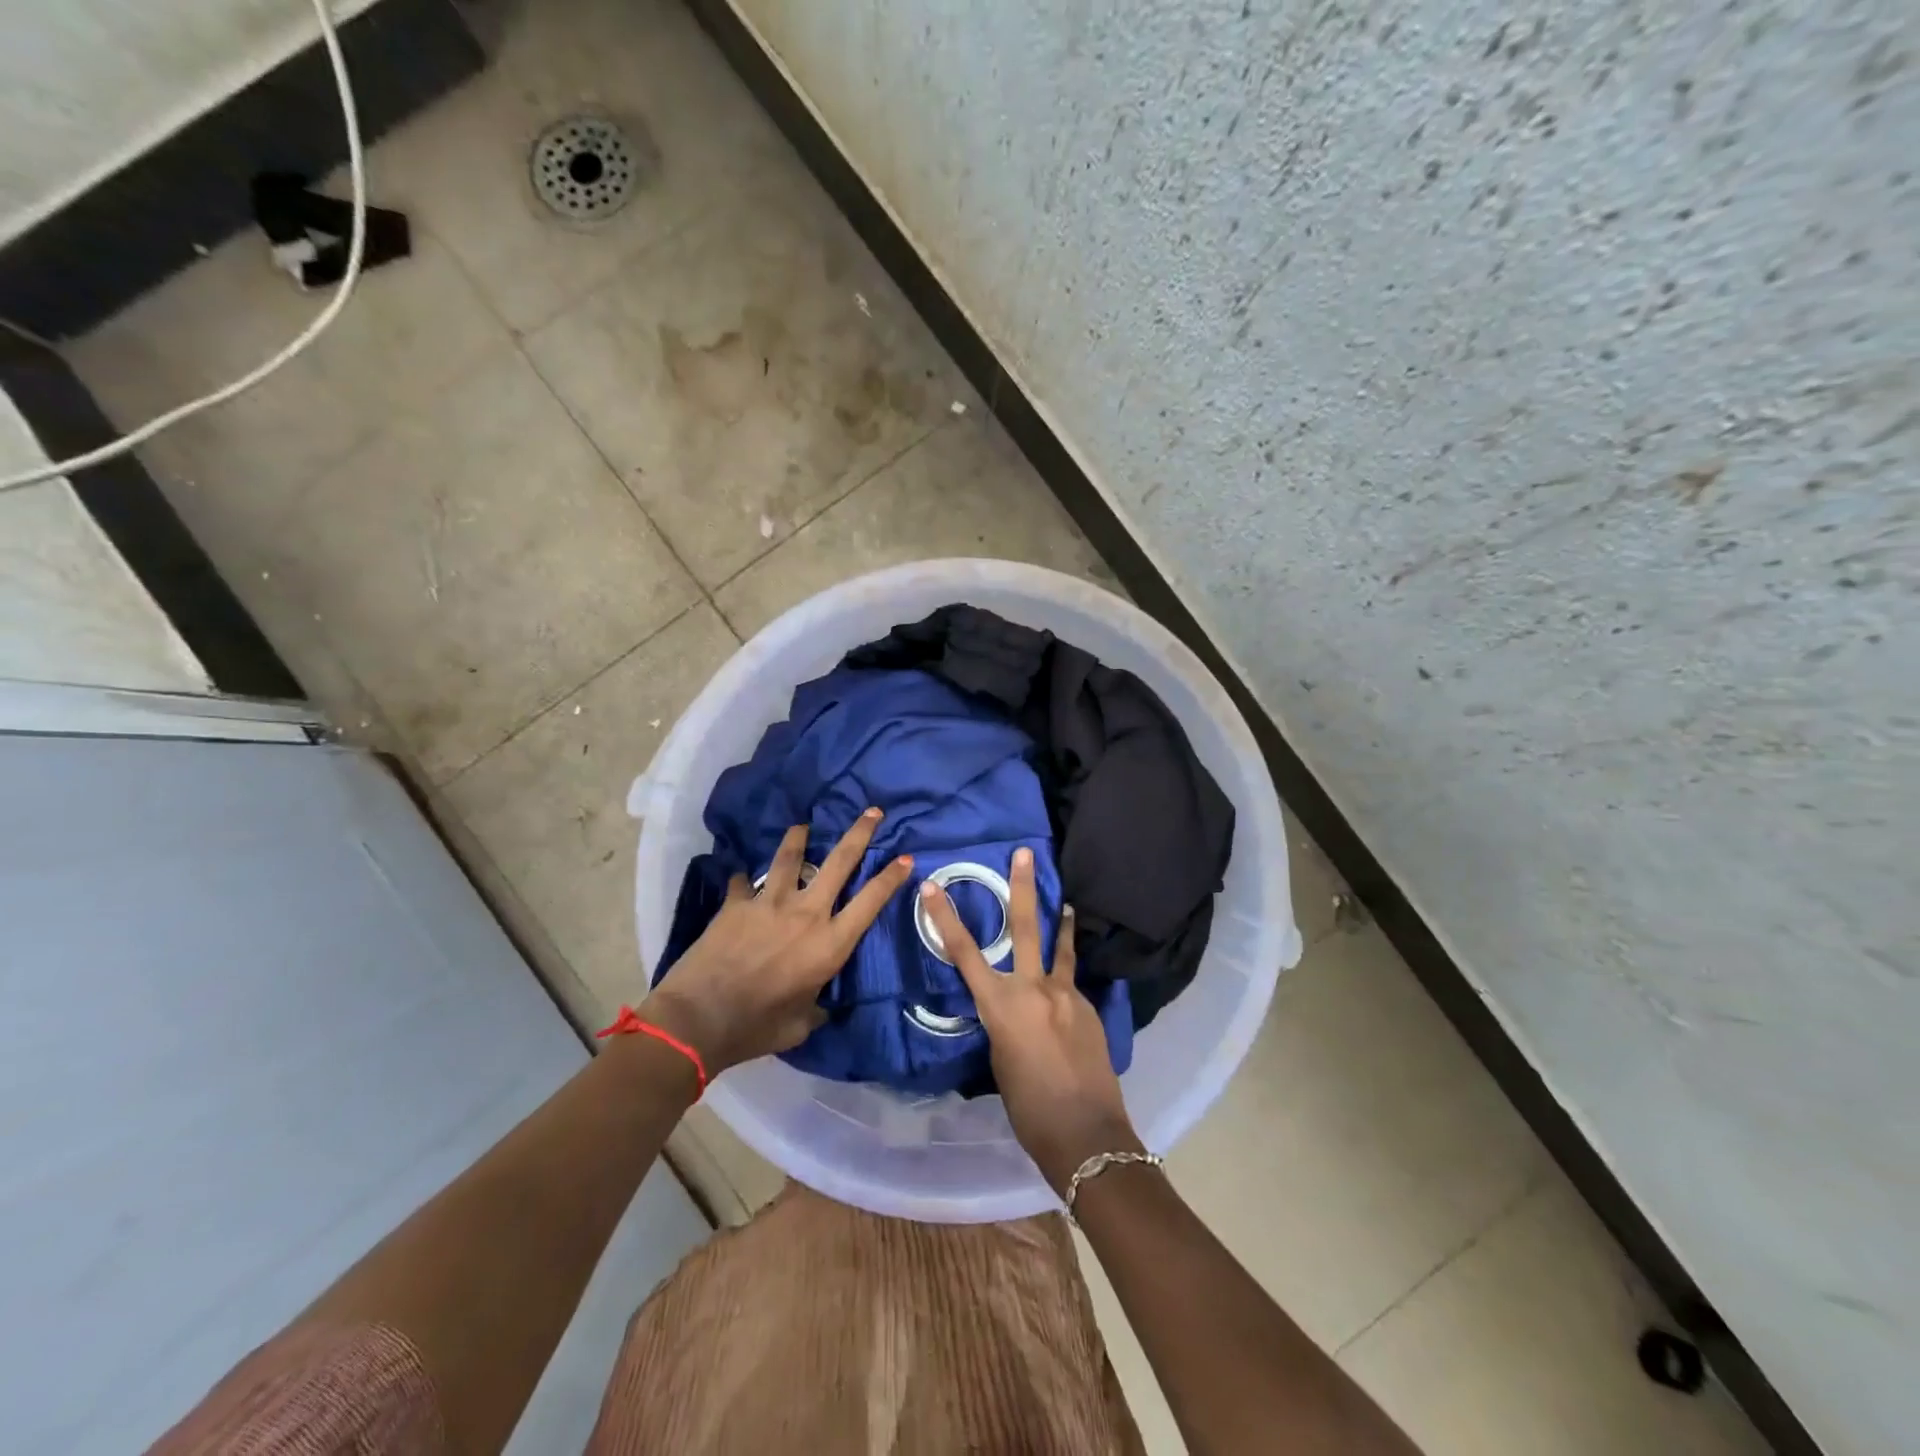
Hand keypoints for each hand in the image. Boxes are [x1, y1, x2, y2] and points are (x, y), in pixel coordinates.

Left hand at [645, 811, 912, 1076]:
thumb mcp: (800, 1025)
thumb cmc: (757, 1027)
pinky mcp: (736, 904)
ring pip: (790, 857)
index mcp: (829, 944)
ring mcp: (770, 903)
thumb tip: (819, 1004)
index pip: (870, 902)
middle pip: (839, 862)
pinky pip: (743, 883)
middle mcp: (806, 914)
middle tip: (872, 811)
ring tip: (803, 825)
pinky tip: (742, 879)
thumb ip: (815, 1007)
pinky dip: (745, 880)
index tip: (905, 858)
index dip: (891, 878)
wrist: (699, 1019)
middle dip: (859, 833)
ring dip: (799, 838)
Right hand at [920, 848, 1142, 1193]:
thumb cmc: (1029, 1108)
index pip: (964, 953)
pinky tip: (1067, 1003)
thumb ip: (1003, 1023)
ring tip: (1064, 901)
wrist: (1085, 1132)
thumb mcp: (1000, 1060)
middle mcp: (1034, 989)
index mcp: (1001, 1006)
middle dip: (1022, 887)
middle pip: (1024, 928)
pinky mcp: (1089, 1007)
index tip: (931, 886)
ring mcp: (1066, 994)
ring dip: (1060, 922)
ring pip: (1060, 948)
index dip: (944, 918)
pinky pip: (1072, 986)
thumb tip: (1011, 1009)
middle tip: (1025, 853)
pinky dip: (1065, 986)